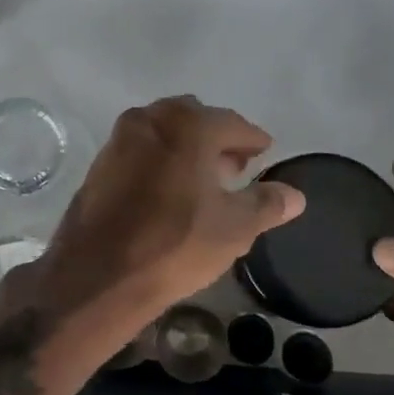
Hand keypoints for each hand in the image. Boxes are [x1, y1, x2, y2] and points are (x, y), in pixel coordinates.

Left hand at [30, 96, 303, 337]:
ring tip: (204, 181)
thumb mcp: (234, 228)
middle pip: (195, 119)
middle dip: (217, 139)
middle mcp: (151, 119)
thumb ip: (267, 204)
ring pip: (164, 133)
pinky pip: (141, 151)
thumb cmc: (175, 245)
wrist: (97, 275)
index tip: (263, 152)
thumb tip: (295, 194)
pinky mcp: (100, 164)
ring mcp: (120, 139)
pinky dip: (161, 160)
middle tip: (235, 168)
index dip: (252, 140)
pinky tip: (169, 191)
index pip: (233, 123)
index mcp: (188, 125)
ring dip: (187, 148)